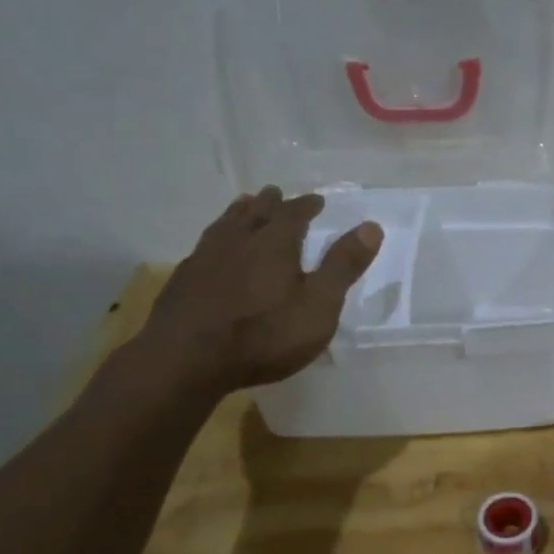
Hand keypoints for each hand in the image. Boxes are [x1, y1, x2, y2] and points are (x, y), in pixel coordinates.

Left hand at [133, 187, 381, 395]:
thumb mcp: (318, 305)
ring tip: (243, 207)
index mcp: (274, 243)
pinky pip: (204, 247)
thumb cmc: (264, 335)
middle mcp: (238, 241)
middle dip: (269, 203)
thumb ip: (343, 266)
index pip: (293, 214)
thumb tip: (371, 226)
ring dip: (238, 213)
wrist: (186, 360)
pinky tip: (213, 250)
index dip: (306, 205)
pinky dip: (216, 239)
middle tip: (275, 194)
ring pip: (225, 225)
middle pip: (254, 212)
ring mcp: (205, 259)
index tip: (316, 200)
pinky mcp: (182, 281)